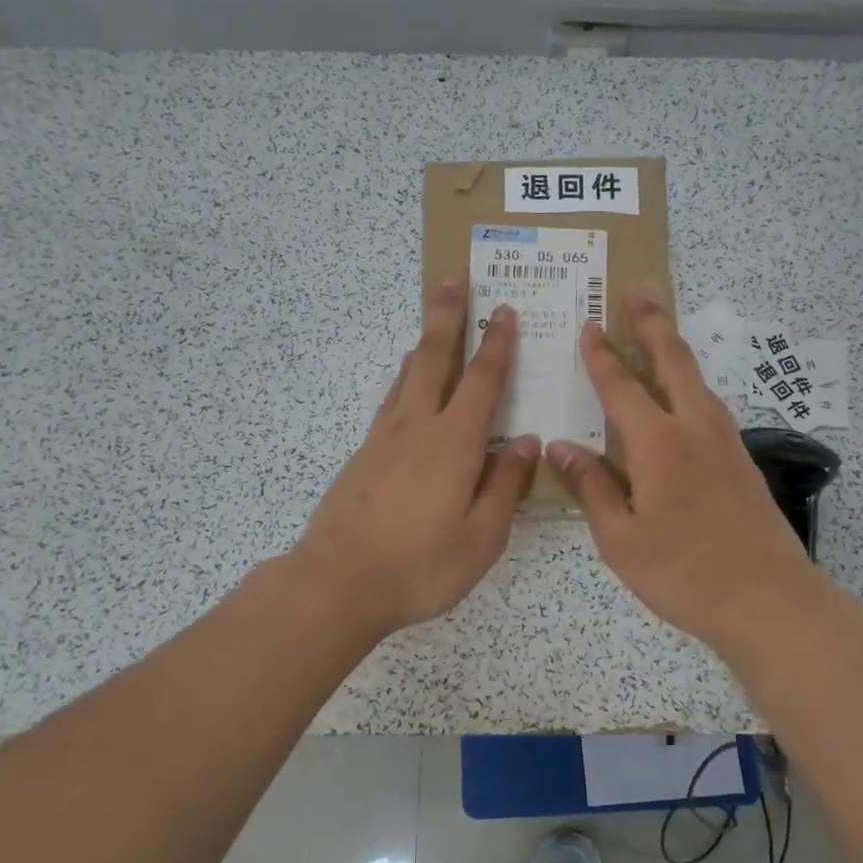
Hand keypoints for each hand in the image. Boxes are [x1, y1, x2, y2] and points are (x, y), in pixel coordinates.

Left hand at [293, 276, 538, 639]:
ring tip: (433, 323)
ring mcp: (383, 439)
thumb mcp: (481, 538)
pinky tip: (406, 387)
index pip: (482, 381)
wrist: (337, 583)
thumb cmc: (420, 566)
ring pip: (407, 376)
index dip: (497, 345)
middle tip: (453, 278)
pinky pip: (390, 403)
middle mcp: (417, 428)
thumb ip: (505, 486)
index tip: (504, 310)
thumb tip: (525, 442)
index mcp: (454, 444)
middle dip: (447, 316)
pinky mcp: (362, 456)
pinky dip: (404, 381)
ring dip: (424, 344)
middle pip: (434, 358)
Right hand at [546, 286, 829, 653]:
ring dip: (675, 349)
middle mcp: (695, 429)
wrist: (770, 600)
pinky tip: (684, 397)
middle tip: (641, 290)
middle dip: (653, 323)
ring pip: (697, 381)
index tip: (589, 324)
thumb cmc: (684, 573)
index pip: (621, 387)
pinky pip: (709, 406)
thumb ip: (591, 487)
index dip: (601, 355)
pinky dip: (690, 384)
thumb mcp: (620, 539)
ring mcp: (726, 443)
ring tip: (660, 331)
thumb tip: (561, 447)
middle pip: (673, 361)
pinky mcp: (742, 462)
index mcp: (658, 444)